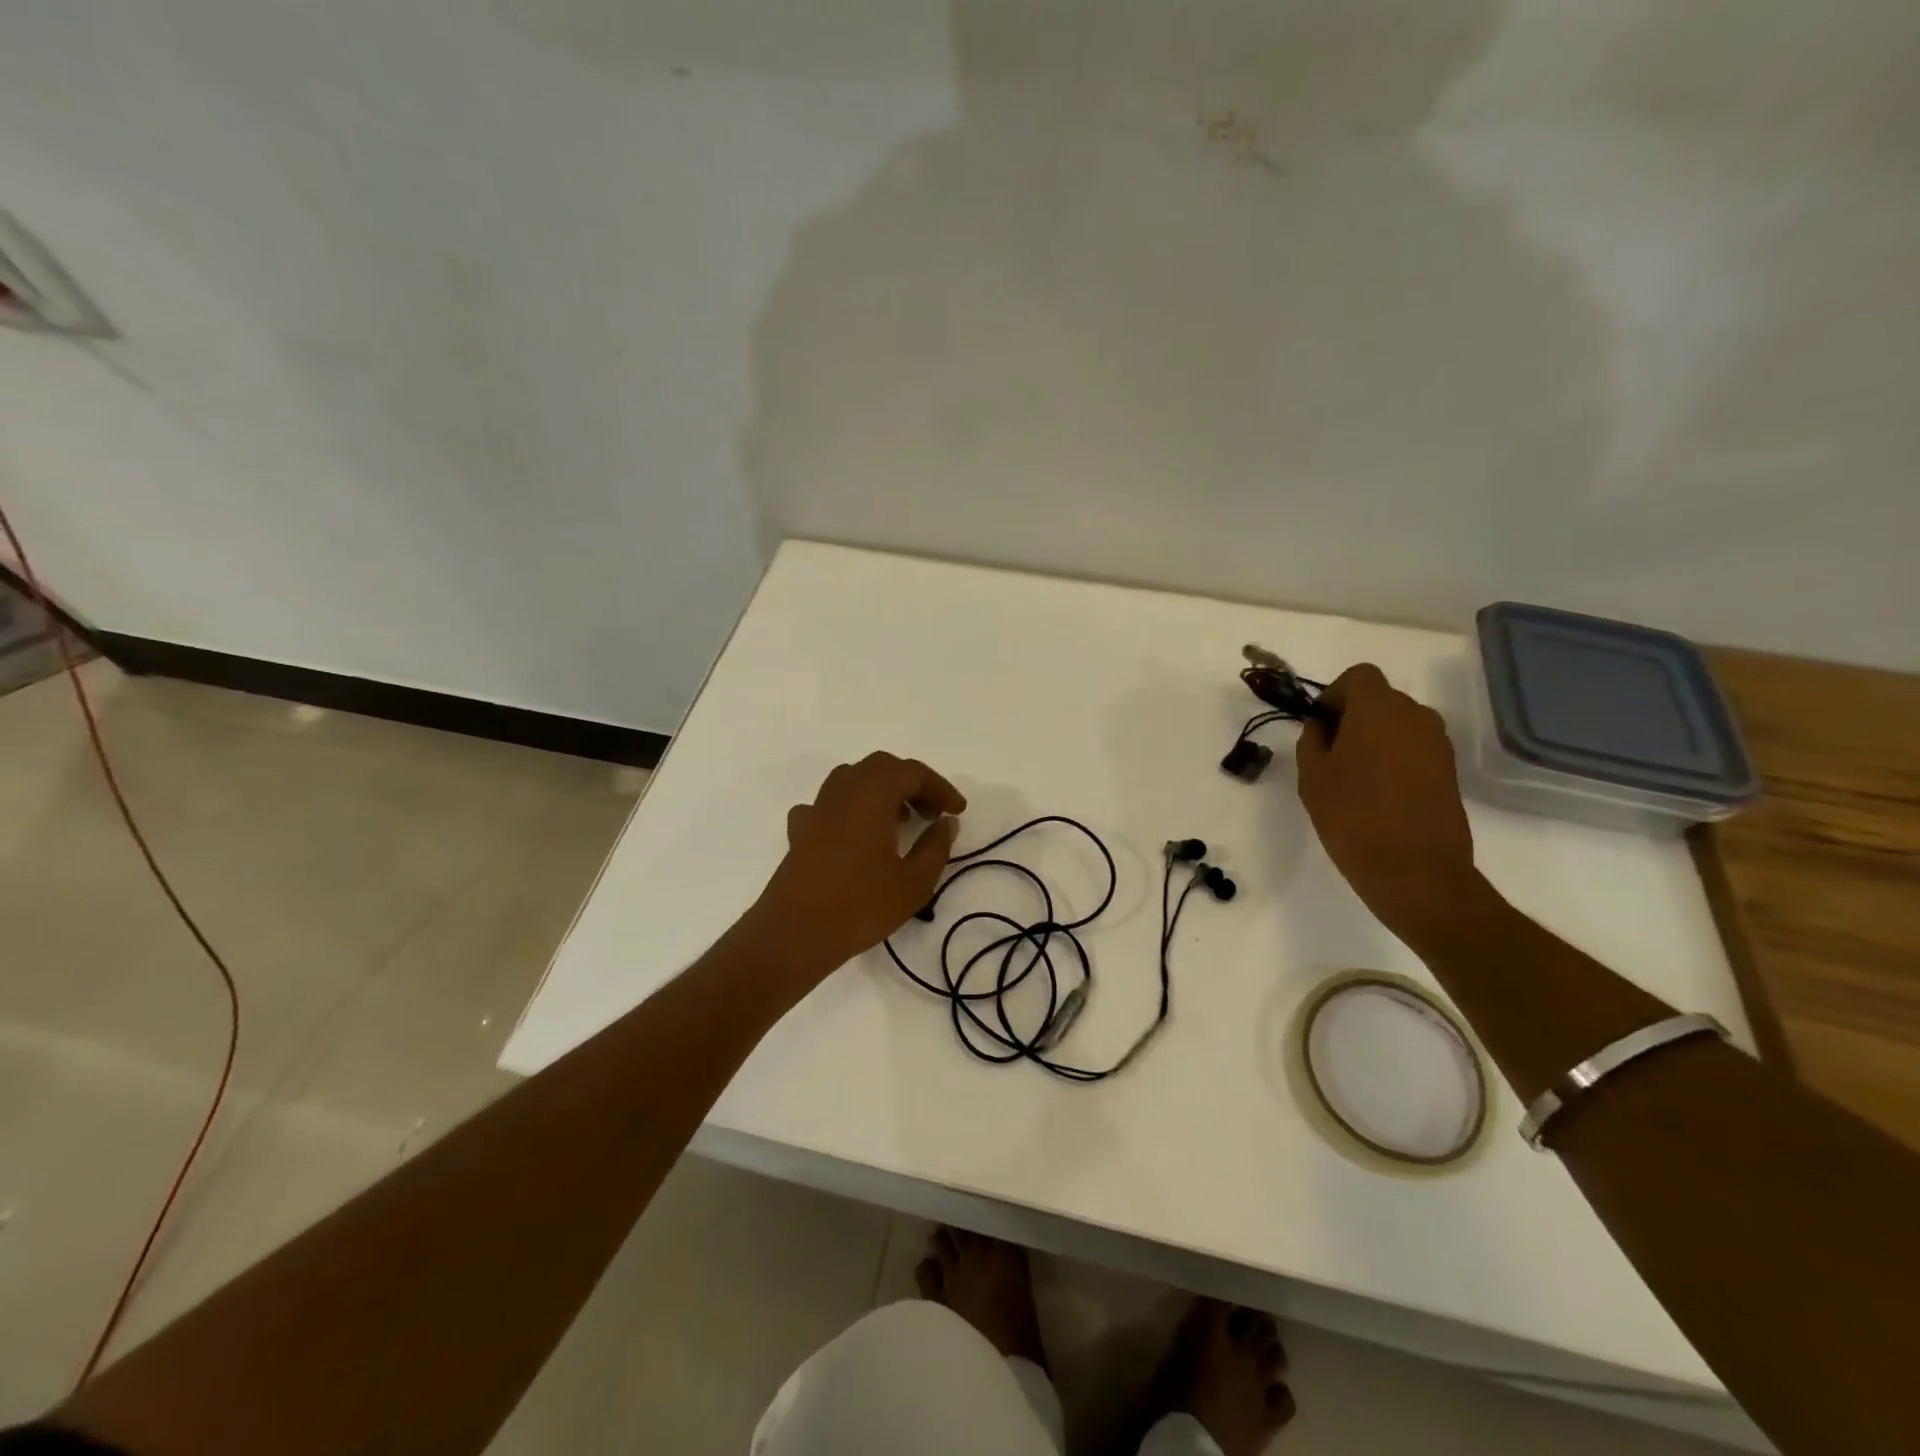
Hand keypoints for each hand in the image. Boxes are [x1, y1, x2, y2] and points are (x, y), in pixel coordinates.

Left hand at [744, 752, 967, 984]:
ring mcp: (816, 809)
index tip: (957, 811)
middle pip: (881, 768)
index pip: (912, 773)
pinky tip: (856, 835)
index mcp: (872, 795)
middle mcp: (842, 792)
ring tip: (899, 821)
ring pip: (852, 780)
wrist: (794, 934)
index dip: (940, 787)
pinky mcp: (800, 831)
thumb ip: (936, 846)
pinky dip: (850, 810)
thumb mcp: (914, 882)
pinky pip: (829, 805)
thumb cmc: (860, 906)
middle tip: (931, 813)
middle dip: (911, 784)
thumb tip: (945, 822)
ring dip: (881, 791)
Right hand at [1295, 664, 1482, 942]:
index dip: (1334, 695)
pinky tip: (1378, 794)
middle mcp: (1415, 716)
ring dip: (1376, 739)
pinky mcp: (1450, 771)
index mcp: (1379, 709)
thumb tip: (1323, 726)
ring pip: (1399, 725)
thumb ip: (1313, 740)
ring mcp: (1438, 744)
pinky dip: (1395, 759)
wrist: (1415, 871)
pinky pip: (1415, 749)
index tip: (1320, 726)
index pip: (1358, 676)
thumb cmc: (1352, 816)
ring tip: (1354, 778)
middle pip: (1380, 699)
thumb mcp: (1313, 776)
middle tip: (1331, 754)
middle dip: (1354, 717)